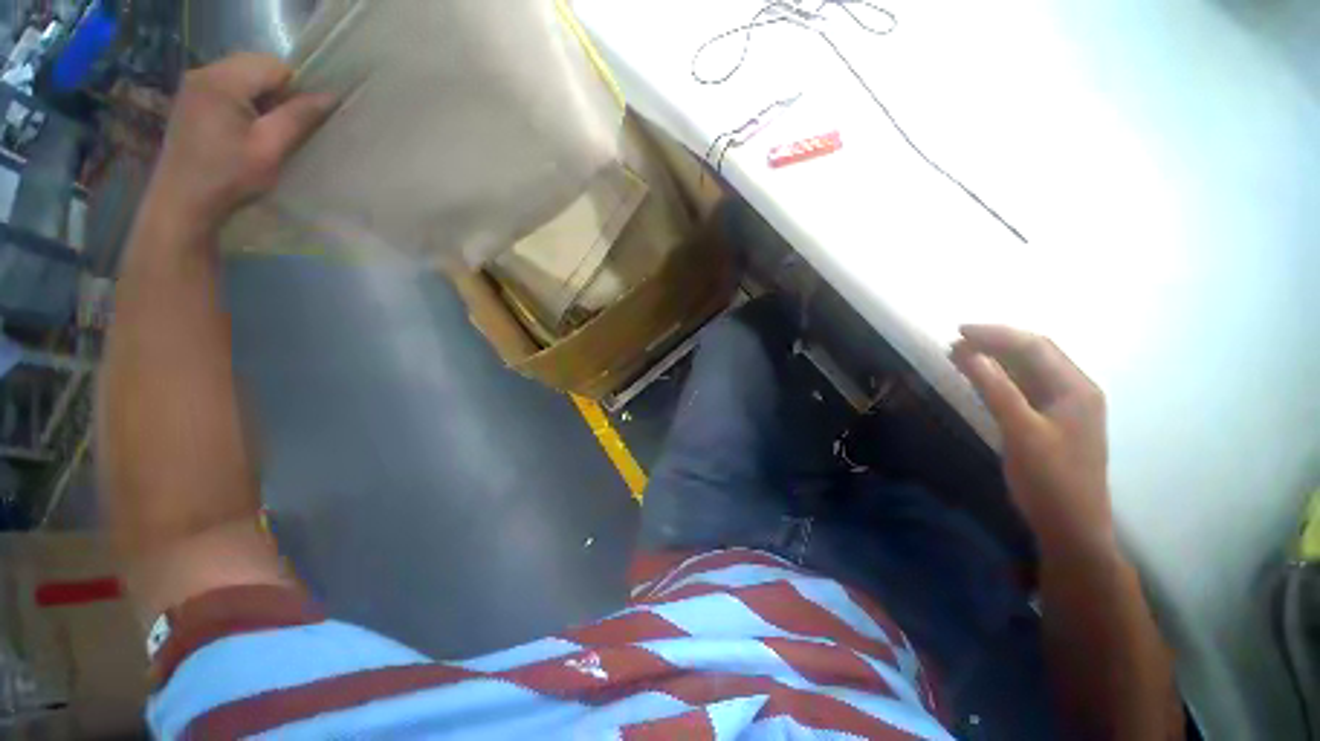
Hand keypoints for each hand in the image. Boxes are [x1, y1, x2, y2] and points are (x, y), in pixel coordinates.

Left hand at [147, 53, 334, 230]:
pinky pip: (228, 87)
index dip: (294, 91)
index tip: (294, 122)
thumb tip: (331, 96)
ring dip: (260, 98)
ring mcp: (193, 85)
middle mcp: (204, 72)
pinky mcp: (190, 99)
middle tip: (279, 128)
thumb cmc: (228, 176)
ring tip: (260, 131)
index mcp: (222, 80)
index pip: (275, 66)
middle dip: (276, 93)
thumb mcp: (270, 148)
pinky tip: (241, 129)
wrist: (183, 202)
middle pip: (257, 66)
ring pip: (244, 76)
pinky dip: (244, 102)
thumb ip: (299, 117)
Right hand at [951, 325, 1112, 555]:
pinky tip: (980, 380)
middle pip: (1035, 353)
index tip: (958, 332)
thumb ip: (995, 388)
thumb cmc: (1049, 478)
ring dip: (996, 359)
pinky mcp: (1052, 421)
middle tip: (956, 343)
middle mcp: (1075, 390)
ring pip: (1029, 370)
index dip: (997, 334)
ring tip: (960, 356)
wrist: (1070, 525)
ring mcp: (1065, 407)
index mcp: (1076, 387)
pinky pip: (1025, 388)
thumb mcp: (1020, 431)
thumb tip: (968, 351)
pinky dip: (1000, 379)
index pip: (1035, 345)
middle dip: (995, 343)